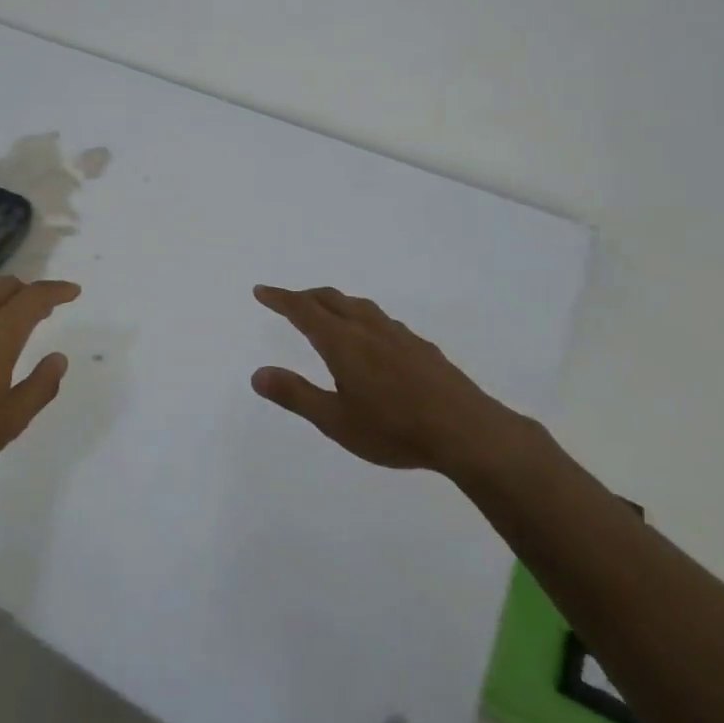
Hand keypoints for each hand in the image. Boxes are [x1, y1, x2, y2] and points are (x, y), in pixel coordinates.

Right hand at [251, 285, 512, 475]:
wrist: (466, 431)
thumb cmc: (394, 429)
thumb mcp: (335, 421)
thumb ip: (295, 395)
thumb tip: (257, 373)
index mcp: (343, 342)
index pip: (304, 310)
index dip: (280, 299)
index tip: (261, 291)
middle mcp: (368, 329)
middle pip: (331, 299)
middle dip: (305, 296)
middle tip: (287, 300)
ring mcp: (398, 335)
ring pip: (359, 306)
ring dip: (335, 302)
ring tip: (326, 311)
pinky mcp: (421, 347)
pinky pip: (381, 320)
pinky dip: (361, 316)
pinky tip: (371, 338)